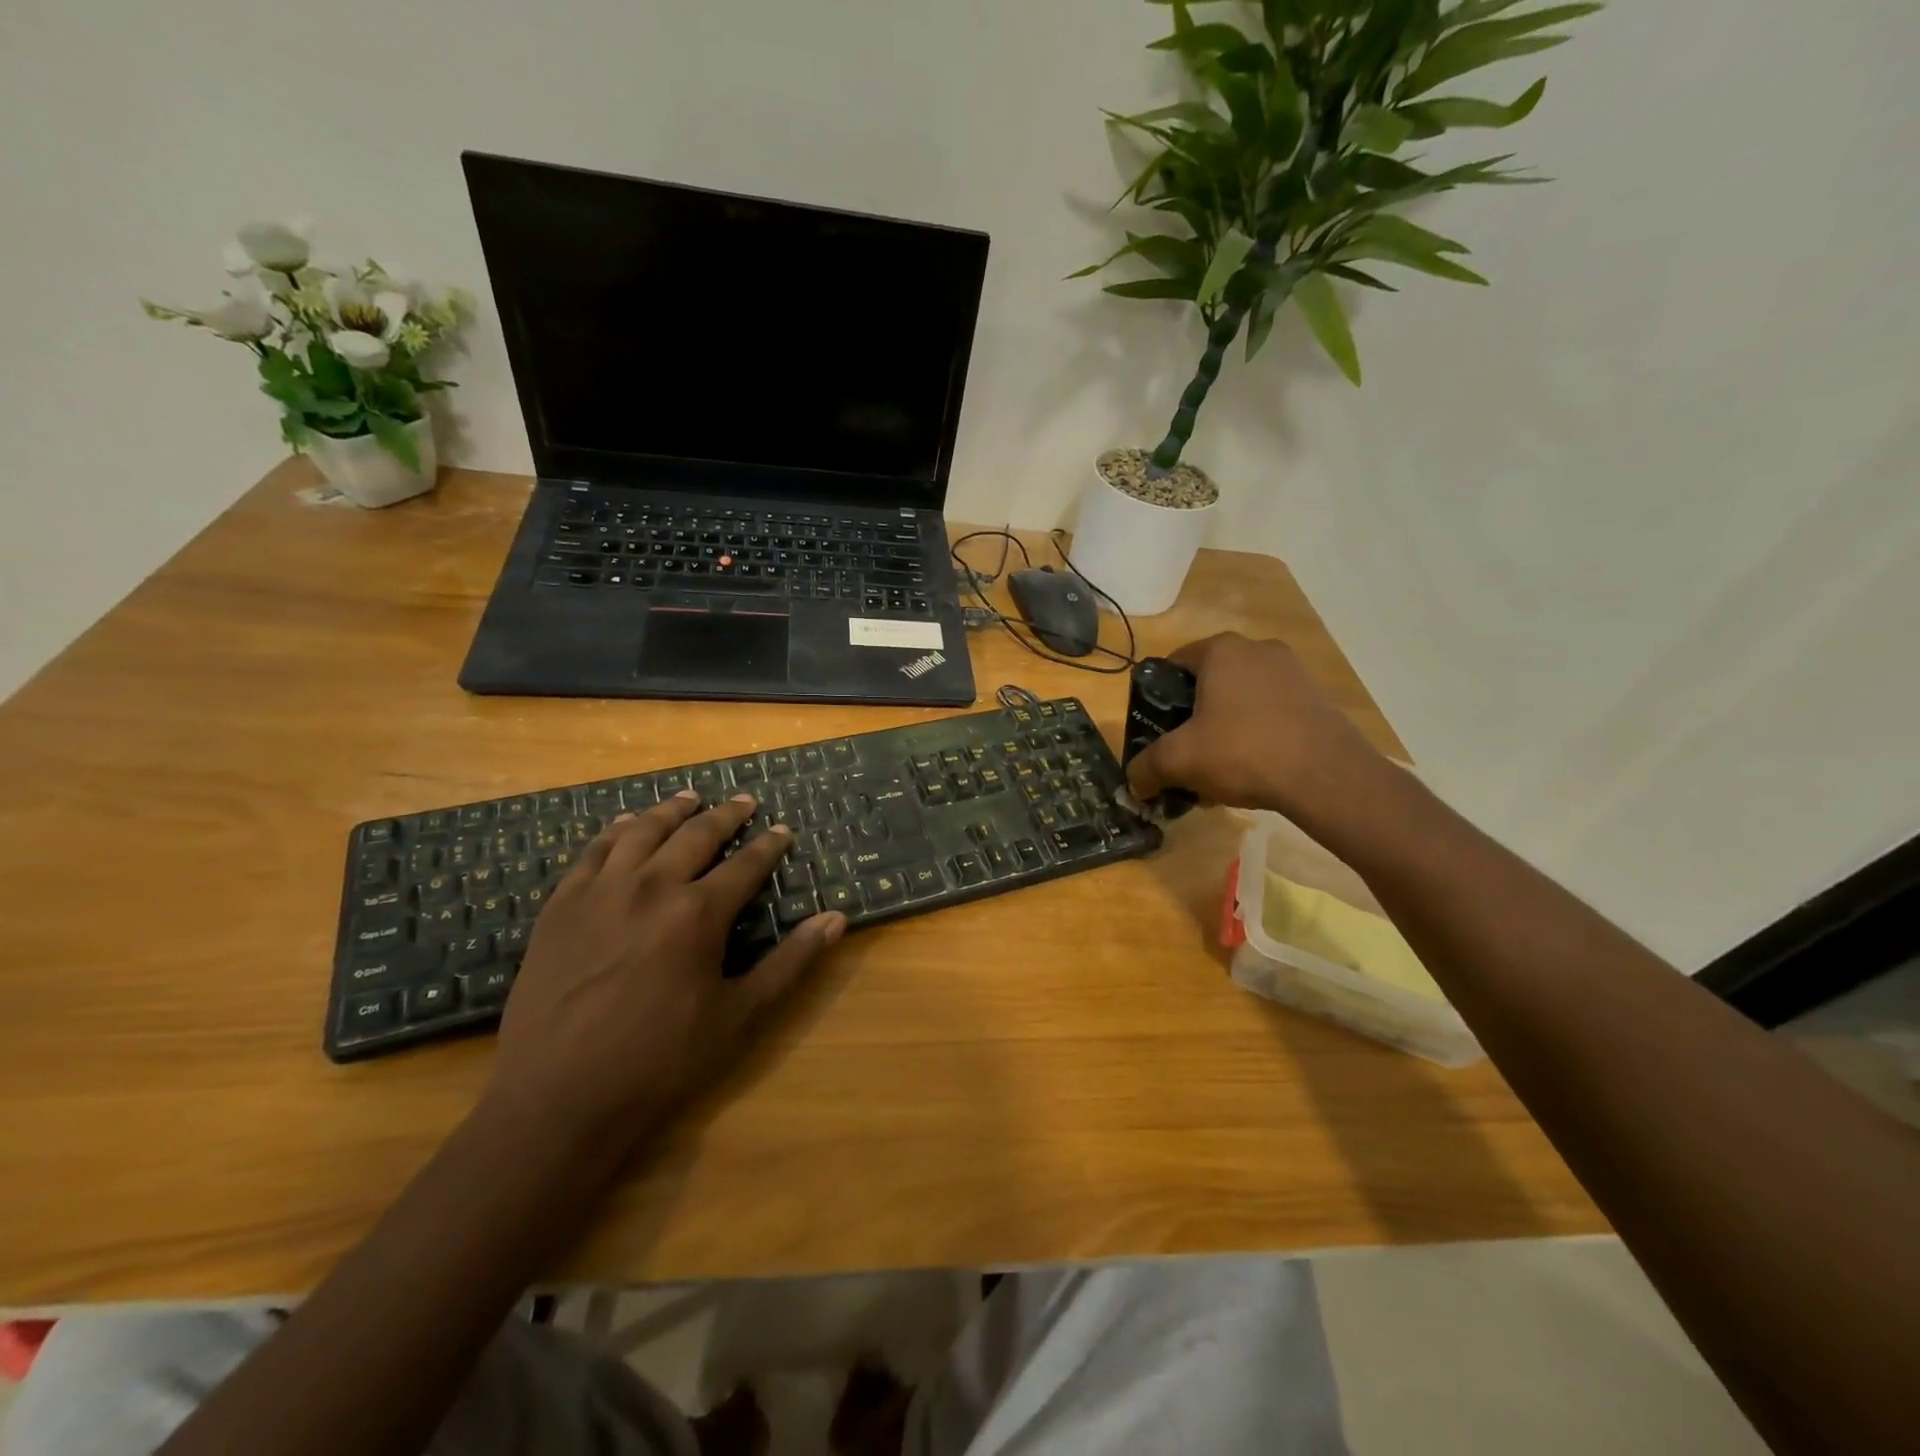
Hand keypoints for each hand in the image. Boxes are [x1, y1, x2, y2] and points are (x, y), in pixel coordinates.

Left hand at [484, 792, 845, 1157]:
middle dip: (726, 815)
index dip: (768, 845)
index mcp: (698, 913)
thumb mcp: (739, 1016)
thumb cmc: (660, 1060)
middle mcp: (651, 887)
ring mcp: (600, 892)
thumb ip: (790, 962)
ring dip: (672, 811)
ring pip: (642, 831)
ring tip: (689, 798)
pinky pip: (593, 852)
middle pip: (696, 835)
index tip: (782, 830)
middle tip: (744, 800)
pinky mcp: (561, 906)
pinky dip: (615, 831)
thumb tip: (836, 919)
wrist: (557, 1098)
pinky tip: (626, 825)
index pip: (745, 864)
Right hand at [1124, 633, 1388, 832]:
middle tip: (1185, 752)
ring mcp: (1294, 672)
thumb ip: (1146, 768)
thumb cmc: (1242, 752)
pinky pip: (1272, 712)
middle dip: (1193, 717)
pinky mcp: (1318, 698)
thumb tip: (1133, 783)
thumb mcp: (1179, 761)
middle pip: (1209, 682)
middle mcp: (1259, 650)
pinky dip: (1256, 735)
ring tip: (1218, 769)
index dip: (1157, 697)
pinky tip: (1253, 770)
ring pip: (1241, 699)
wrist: (1327, 777)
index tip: (1155, 729)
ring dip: (1224, 728)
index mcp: (1221, 651)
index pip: (1174, 663)